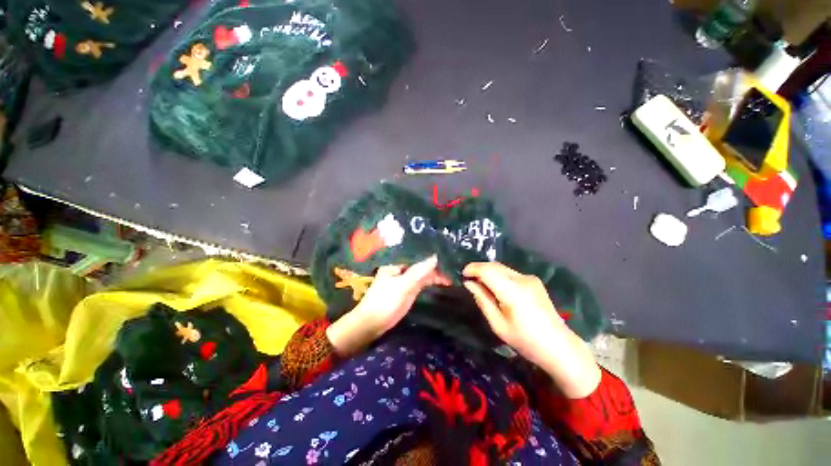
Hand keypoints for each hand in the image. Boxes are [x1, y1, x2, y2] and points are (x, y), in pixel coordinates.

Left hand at [327, 255, 450, 356]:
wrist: (371, 325)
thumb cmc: (385, 302)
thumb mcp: (403, 285)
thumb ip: (419, 271)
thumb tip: (436, 256)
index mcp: (396, 263)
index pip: (417, 255)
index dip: (432, 255)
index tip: (448, 256)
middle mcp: (401, 268)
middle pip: (421, 264)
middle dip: (436, 265)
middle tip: (453, 268)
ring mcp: (404, 279)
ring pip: (423, 273)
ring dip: (435, 274)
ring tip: (452, 275)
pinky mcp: (407, 290)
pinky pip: (422, 282)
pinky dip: (431, 281)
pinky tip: (442, 281)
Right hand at [463, 262, 600, 397]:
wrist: (559, 347)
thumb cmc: (526, 341)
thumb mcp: (498, 324)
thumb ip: (482, 300)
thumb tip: (469, 283)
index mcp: (513, 292)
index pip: (487, 271)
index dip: (473, 269)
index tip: (462, 274)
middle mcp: (522, 279)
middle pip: (494, 265)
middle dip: (479, 269)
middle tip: (469, 279)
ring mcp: (530, 278)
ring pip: (502, 267)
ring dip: (488, 271)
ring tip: (480, 283)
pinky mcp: (534, 281)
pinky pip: (510, 273)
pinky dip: (499, 275)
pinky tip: (496, 287)